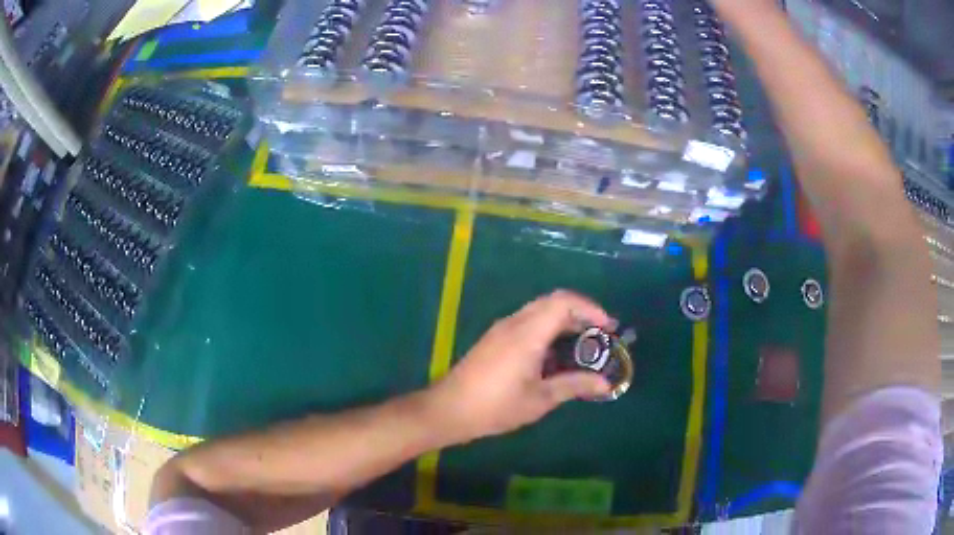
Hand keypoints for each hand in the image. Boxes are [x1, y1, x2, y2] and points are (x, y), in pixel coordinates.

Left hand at [425, 290, 615, 444]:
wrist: (449, 409)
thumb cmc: (496, 406)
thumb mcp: (540, 399)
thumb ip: (574, 385)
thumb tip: (605, 383)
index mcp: (528, 333)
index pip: (564, 302)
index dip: (591, 309)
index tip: (609, 328)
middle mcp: (515, 322)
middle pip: (553, 302)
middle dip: (581, 313)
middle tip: (601, 335)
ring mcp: (502, 329)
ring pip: (540, 311)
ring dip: (564, 321)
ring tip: (583, 346)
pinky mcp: (495, 338)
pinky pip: (528, 321)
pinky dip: (548, 329)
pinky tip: (555, 355)